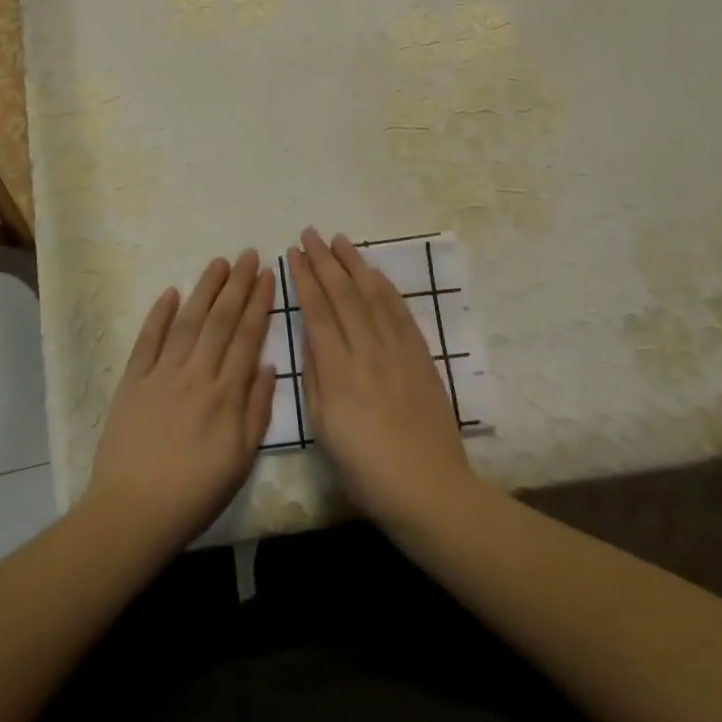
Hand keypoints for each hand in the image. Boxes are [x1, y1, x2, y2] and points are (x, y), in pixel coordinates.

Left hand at [85, 250, 275, 555]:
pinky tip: (171, 292)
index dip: (259, 303)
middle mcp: (196, 374)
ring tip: (219, 262)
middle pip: (220, 320)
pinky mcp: (133, 380)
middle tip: (248, 254)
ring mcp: (162, 373)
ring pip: (188, 320)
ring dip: (204, 289)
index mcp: (226, 394)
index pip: (247, 336)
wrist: (134, 511)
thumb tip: (268, 364)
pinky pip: (148, 339)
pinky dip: (159, 314)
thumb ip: (256, 409)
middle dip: (237, 284)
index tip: (267, 275)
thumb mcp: (241, 459)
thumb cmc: (195, 492)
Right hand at [289, 227, 477, 534]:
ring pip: (373, 294)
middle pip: (344, 293)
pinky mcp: (421, 355)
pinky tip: (374, 272)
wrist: (428, 487)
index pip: (317, 310)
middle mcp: (367, 350)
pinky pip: (400, 311)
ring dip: (355, 263)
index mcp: (339, 371)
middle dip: (324, 260)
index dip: (304, 278)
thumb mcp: (324, 428)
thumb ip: (315, 376)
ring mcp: (398, 350)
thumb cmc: (365, 468)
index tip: (293, 254)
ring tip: (339, 240)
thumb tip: (309, 335)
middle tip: (310, 234)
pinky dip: (385, 286)